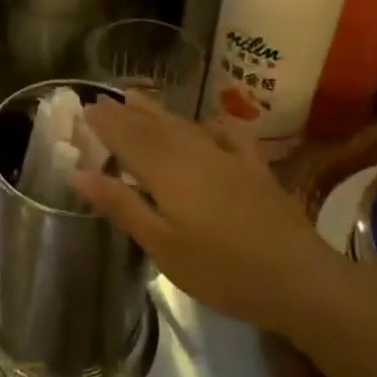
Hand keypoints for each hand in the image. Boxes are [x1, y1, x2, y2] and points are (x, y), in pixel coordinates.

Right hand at [70, 96, 332, 332]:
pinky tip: (206, 122)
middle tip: (101, 101)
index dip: (105, 122)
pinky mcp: (254, 167)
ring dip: (156, 110)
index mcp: (166, 170)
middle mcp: (193, 152)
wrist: (298, 279)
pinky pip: (227, 134)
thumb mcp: (162, 245)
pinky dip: (210, 124)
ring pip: (184, 124)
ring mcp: (227, 156)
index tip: (84, 108)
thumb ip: (121, 204)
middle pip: (152, 126)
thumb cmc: (221, 269)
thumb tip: (78, 171)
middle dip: (124, 113)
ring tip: (135, 97)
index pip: (127, 137)